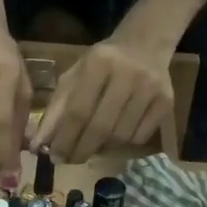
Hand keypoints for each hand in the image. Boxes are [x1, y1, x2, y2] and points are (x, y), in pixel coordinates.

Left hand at [40, 36, 173, 161]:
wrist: (145, 45)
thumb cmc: (102, 64)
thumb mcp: (75, 77)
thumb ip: (56, 110)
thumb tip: (39, 145)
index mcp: (100, 62)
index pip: (78, 111)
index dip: (64, 138)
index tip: (53, 156)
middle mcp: (128, 74)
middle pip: (101, 127)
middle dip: (81, 149)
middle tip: (69, 160)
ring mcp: (151, 89)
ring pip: (120, 136)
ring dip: (101, 148)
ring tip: (91, 146)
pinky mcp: (166, 102)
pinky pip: (139, 138)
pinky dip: (122, 144)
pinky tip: (114, 137)